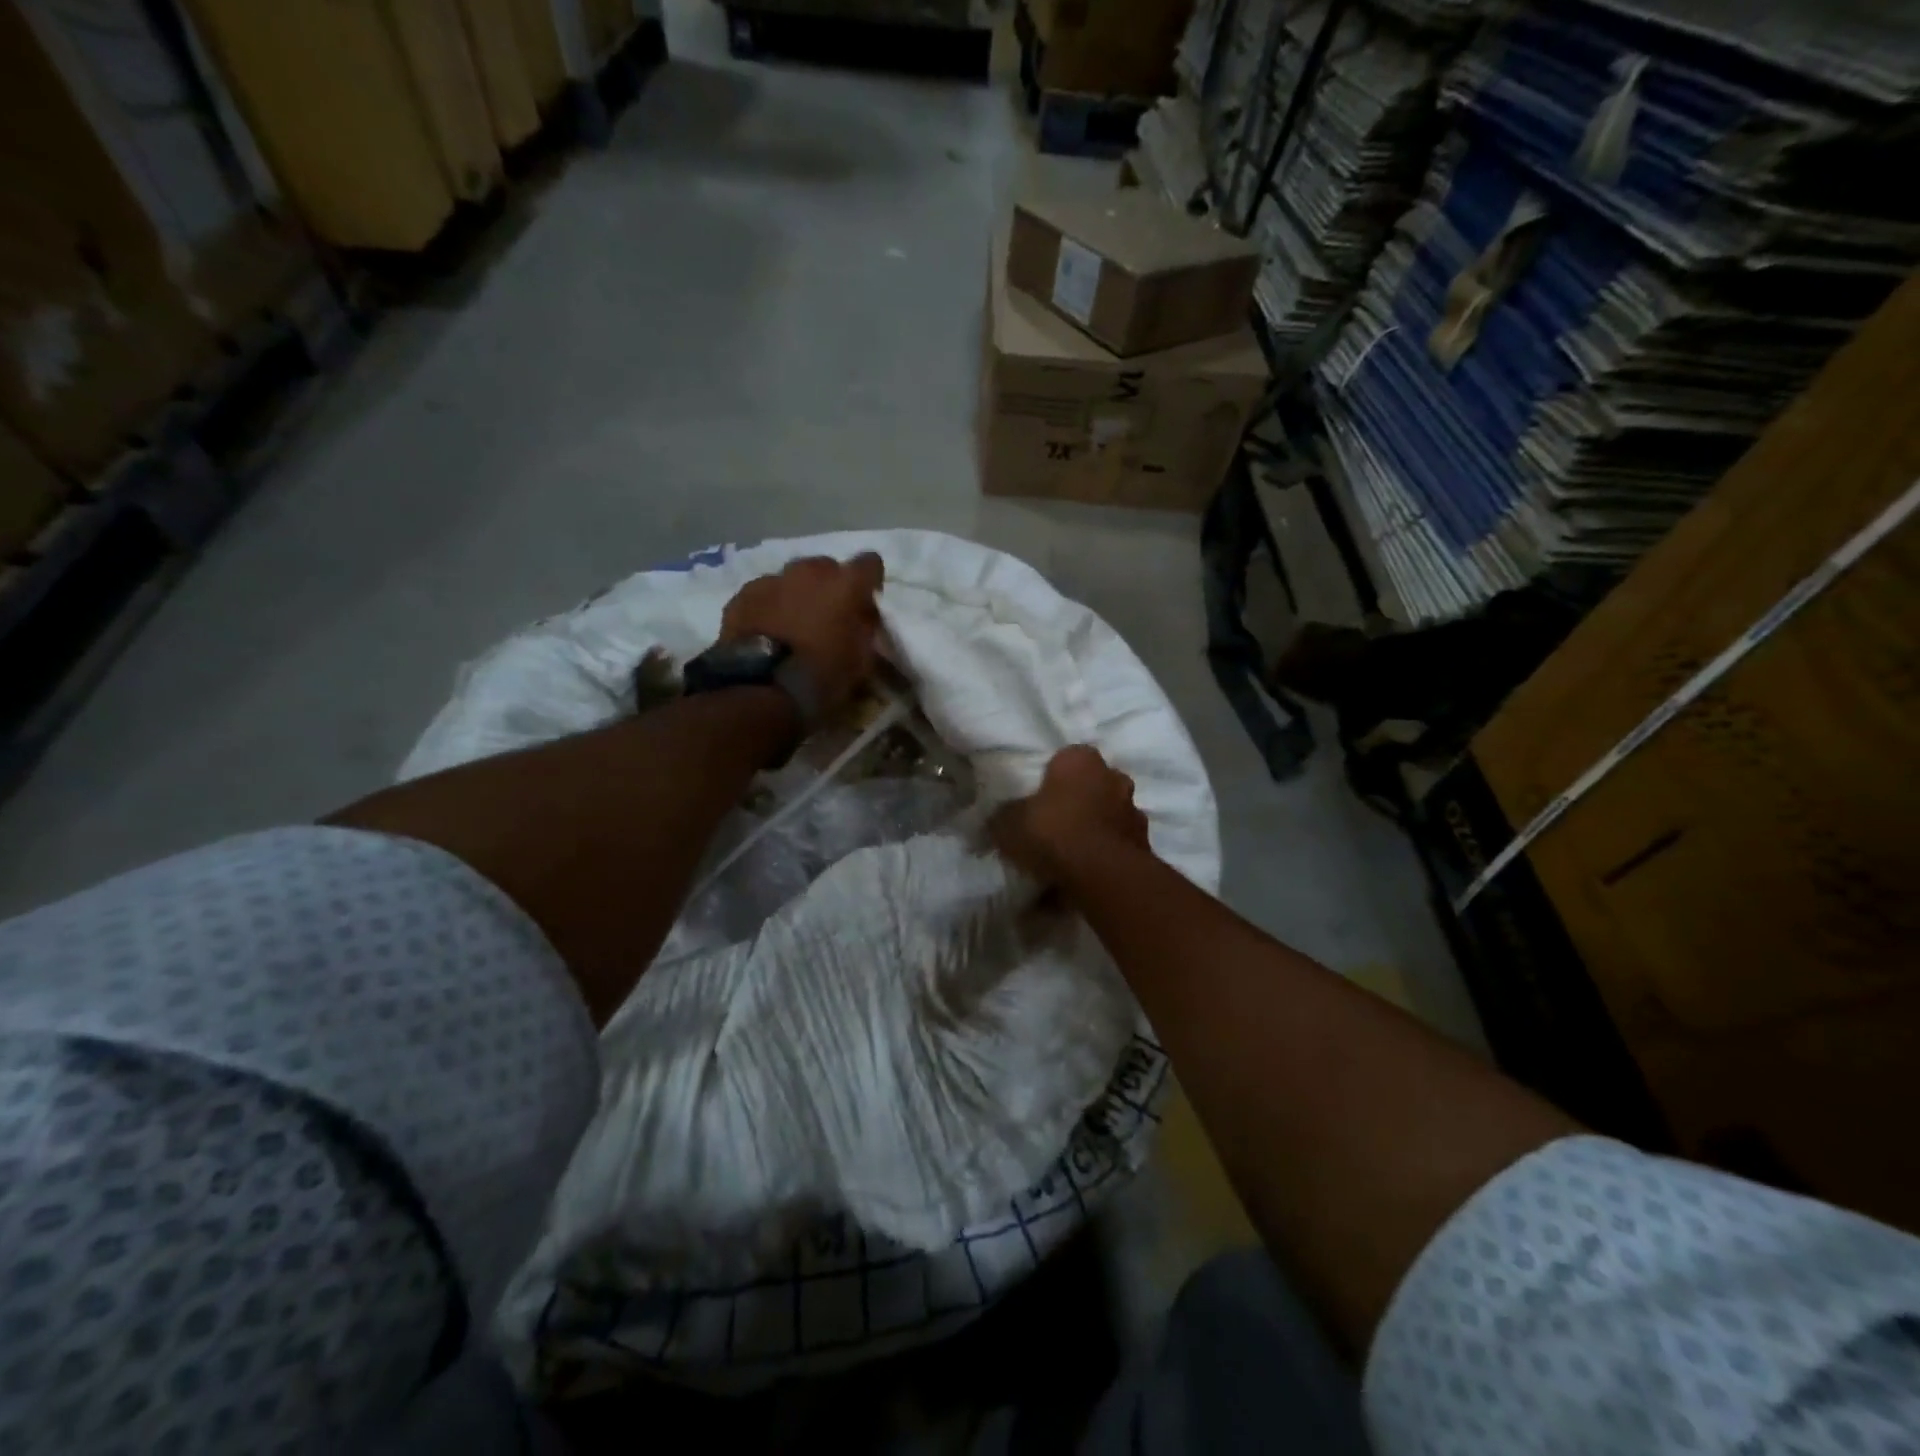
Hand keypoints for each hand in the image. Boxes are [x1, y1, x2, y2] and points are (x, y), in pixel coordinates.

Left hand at [719, 552, 884, 717]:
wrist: (762, 689)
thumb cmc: (821, 677)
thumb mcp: (861, 660)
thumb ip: (865, 628)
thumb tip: (862, 616)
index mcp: (845, 584)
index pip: (870, 563)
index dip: (870, 581)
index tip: (865, 602)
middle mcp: (810, 571)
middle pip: (826, 567)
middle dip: (830, 587)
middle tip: (827, 617)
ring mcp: (773, 579)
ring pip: (792, 579)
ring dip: (798, 595)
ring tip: (792, 625)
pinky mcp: (743, 594)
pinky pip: (764, 593)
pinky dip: (769, 606)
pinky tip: (766, 630)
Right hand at [990, 745, 1150, 887]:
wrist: (1101, 873)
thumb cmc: (1052, 831)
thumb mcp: (1008, 822)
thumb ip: (1004, 816)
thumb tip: (998, 819)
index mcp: (1081, 759)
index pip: (1066, 758)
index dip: (1051, 778)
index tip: (1038, 799)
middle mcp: (1114, 777)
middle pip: (1093, 785)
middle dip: (1079, 801)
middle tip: (1055, 824)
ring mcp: (1134, 810)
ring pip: (1109, 814)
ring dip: (1096, 828)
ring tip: (1072, 853)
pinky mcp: (1145, 843)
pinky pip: (1118, 844)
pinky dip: (1106, 854)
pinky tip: (1088, 872)